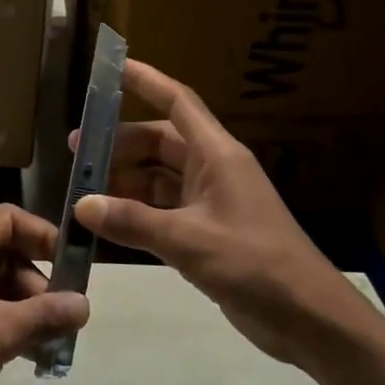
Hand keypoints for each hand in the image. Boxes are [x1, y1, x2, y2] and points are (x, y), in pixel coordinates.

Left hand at [0, 204, 88, 384]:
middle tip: (67, 317)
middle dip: (40, 284)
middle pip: (7, 255)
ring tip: (57, 344)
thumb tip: (85, 304)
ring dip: (29, 311)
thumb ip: (45, 314)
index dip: (42, 234)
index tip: (73, 264)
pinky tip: (34, 357)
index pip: (8, 219)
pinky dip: (11, 328)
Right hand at [71, 60, 376, 367]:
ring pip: (158, 178)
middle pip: (160, 143)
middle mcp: (213, 170)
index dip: (146, 81)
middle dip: (119, 144)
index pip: (178, 103)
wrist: (308, 318)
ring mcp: (210, 202)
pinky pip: (163, 210)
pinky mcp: (207, 232)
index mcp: (217, 155)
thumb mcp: (189, 241)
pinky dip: (137, 212)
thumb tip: (82, 205)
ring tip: (83, 189)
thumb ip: (134, 222)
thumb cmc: (255, 264)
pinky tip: (108, 222)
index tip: (112, 66)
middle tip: (77, 153)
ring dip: (125, 181)